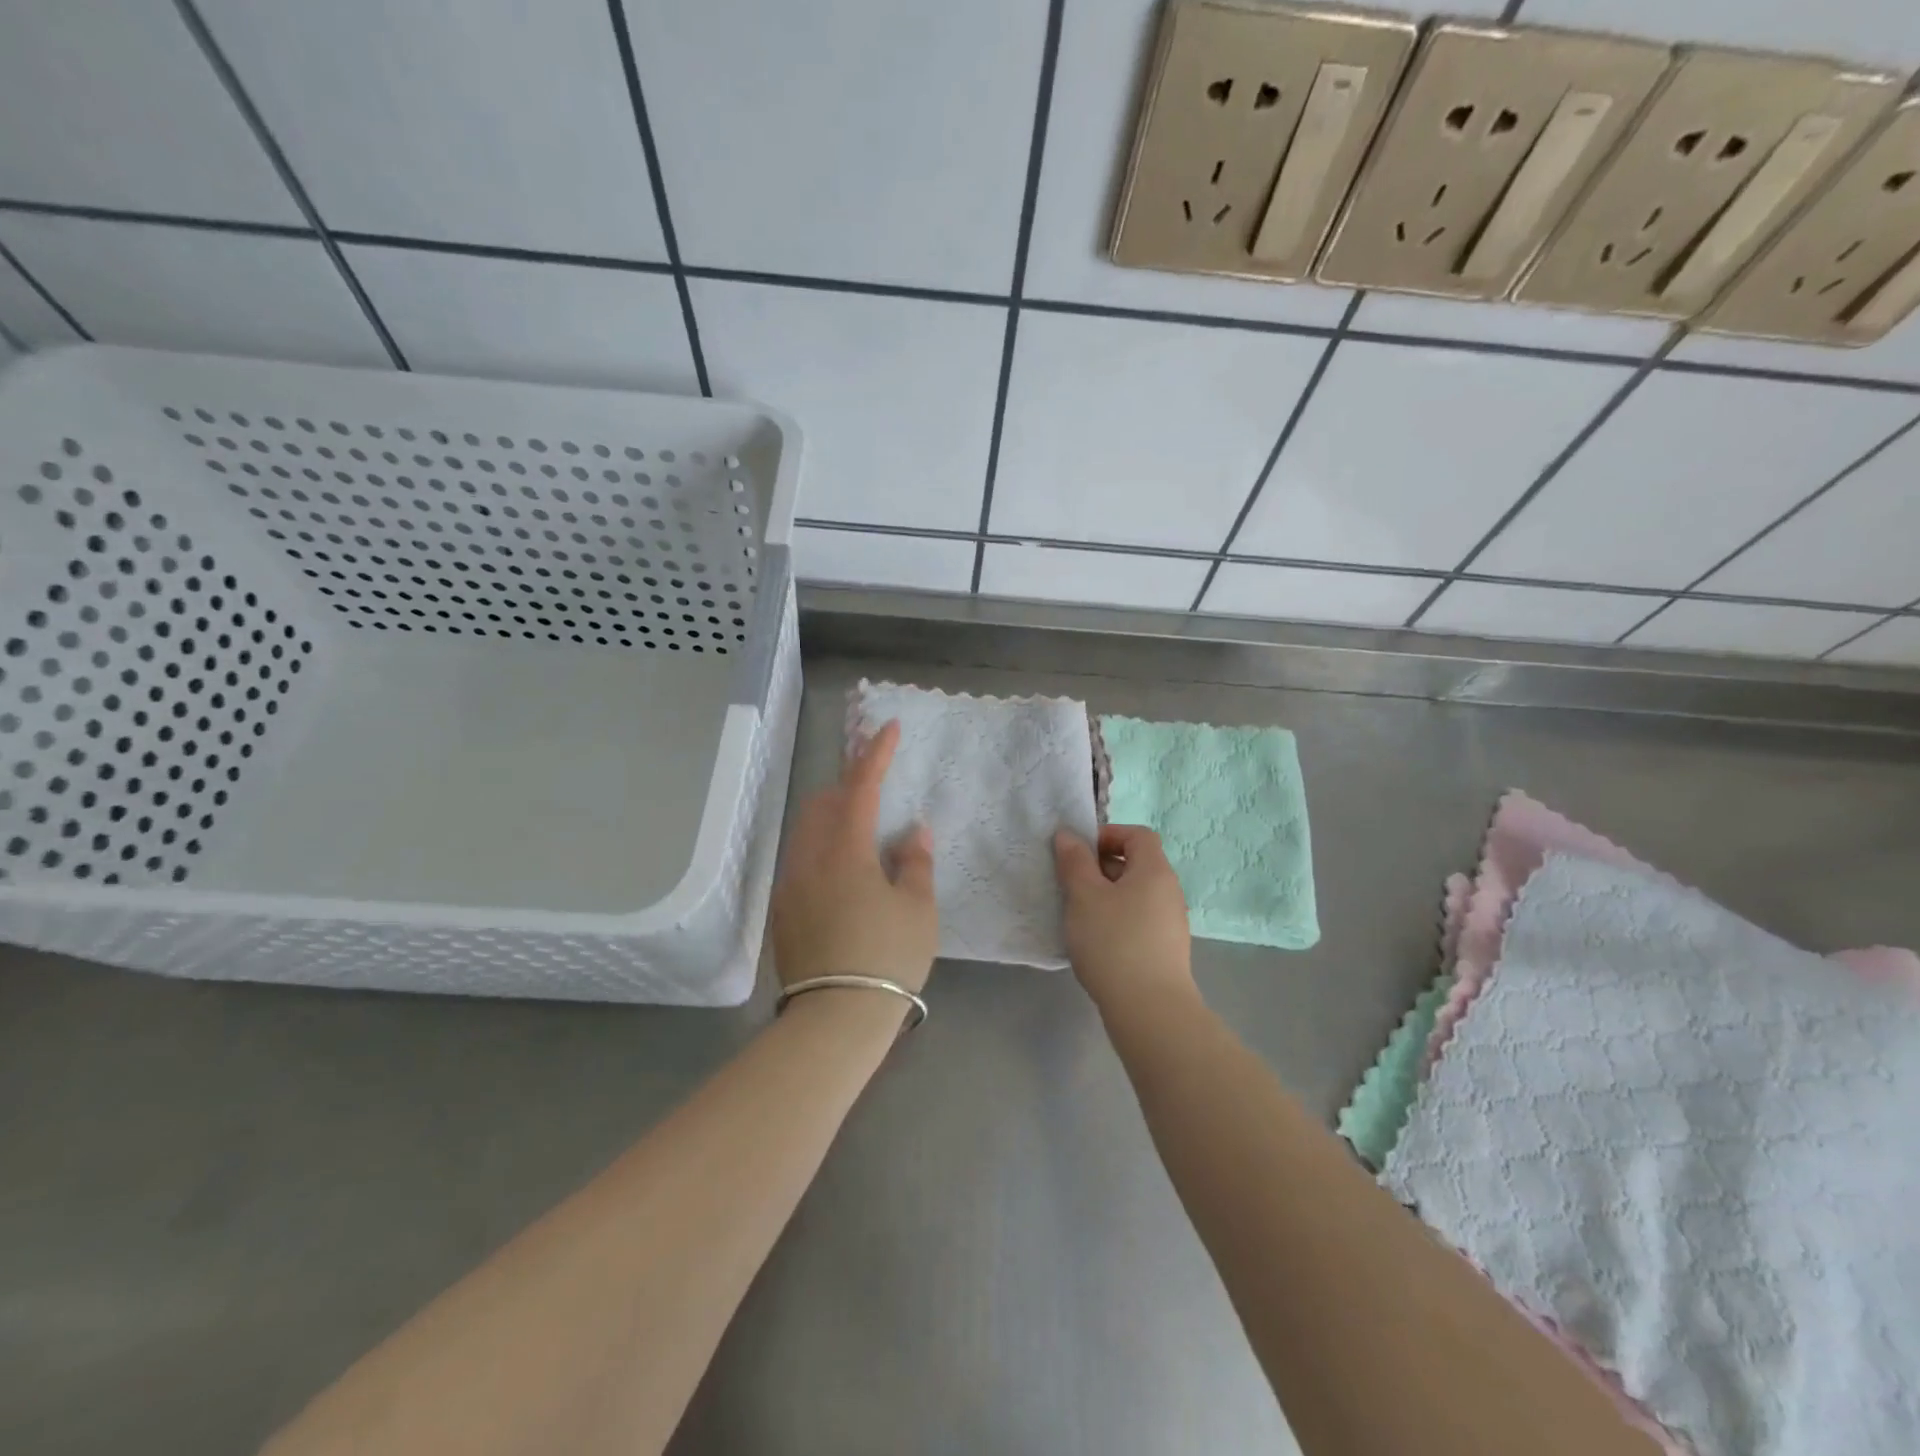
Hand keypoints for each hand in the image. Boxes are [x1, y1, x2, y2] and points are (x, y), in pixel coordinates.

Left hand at [771, 720, 937, 993]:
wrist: (835, 1018)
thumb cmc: (887, 956)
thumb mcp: (918, 908)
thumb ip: (915, 862)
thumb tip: (912, 832)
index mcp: (845, 849)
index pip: (860, 786)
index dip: (875, 753)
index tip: (886, 727)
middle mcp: (809, 858)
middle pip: (823, 802)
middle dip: (848, 785)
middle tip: (876, 788)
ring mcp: (790, 885)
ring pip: (807, 831)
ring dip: (833, 817)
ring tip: (863, 832)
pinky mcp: (782, 911)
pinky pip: (802, 860)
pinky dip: (823, 848)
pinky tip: (845, 874)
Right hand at [1053, 825, 1193, 1007]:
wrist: (1150, 1009)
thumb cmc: (1114, 942)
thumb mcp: (1084, 896)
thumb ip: (1074, 862)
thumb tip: (1068, 836)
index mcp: (1155, 870)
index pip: (1137, 835)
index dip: (1108, 835)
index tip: (1079, 853)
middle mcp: (1169, 891)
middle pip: (1136, 863)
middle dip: (1101, 867)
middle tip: (1071, 884)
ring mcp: (1171, 922)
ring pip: (1135, 894)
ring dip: (1106, 896)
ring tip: (1079, 915)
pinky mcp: (1166, 949)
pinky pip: (1138, 919)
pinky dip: (1116, 920)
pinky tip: (1096, 942)